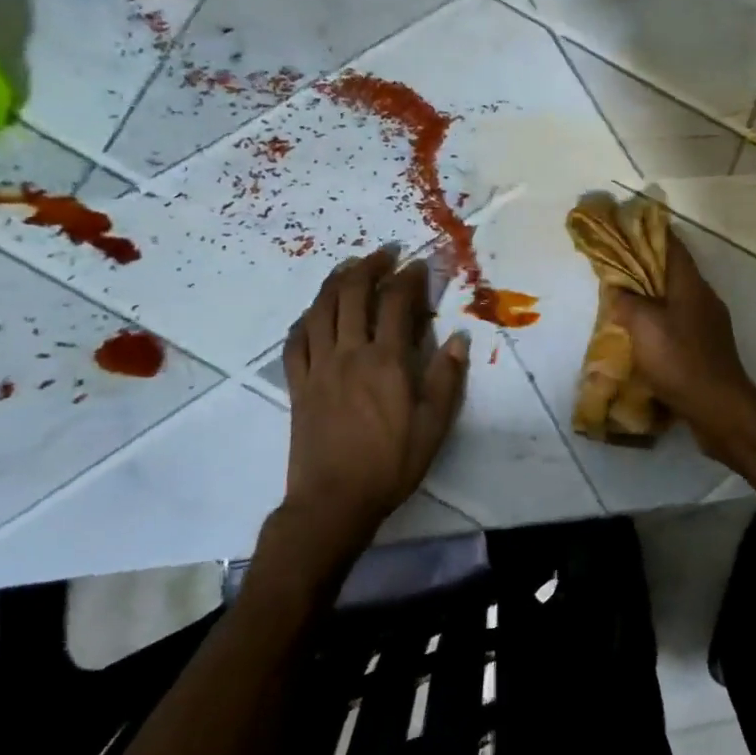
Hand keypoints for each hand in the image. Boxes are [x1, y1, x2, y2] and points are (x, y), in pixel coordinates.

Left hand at [257, 249, 468, 597]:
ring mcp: (318, 368)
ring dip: (335, 281)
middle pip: (352, 294)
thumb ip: (447, 378)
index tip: (420, 263)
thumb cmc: (391, 464)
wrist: (333, 501)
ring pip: (320, 310)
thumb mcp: (434, 425)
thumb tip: (460, 339)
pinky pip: (295, 341)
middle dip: (369, 267)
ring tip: (350, 266)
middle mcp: (349, 354)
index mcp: (386, 362)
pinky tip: (314, 312)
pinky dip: (305, 318)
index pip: (397, 303)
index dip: (410, 277)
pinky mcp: (297, 385)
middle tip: (385, 253)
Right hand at [609, 230, 755, 464]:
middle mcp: (704, 298)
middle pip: (674, 272)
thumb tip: (617, 289)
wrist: (718, 407)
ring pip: (677, 299)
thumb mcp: (643, 326)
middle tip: (617, 266)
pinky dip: (661, 321)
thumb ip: (627, 302)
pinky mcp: (708, 348)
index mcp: (691, 285)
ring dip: (653, 297)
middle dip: (646, 266)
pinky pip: (680, 323)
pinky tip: (644, 335)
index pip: (672, 246)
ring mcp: (710, 324)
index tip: (627, 226)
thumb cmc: (679, 359)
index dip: (650, 233)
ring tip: (626, 301)